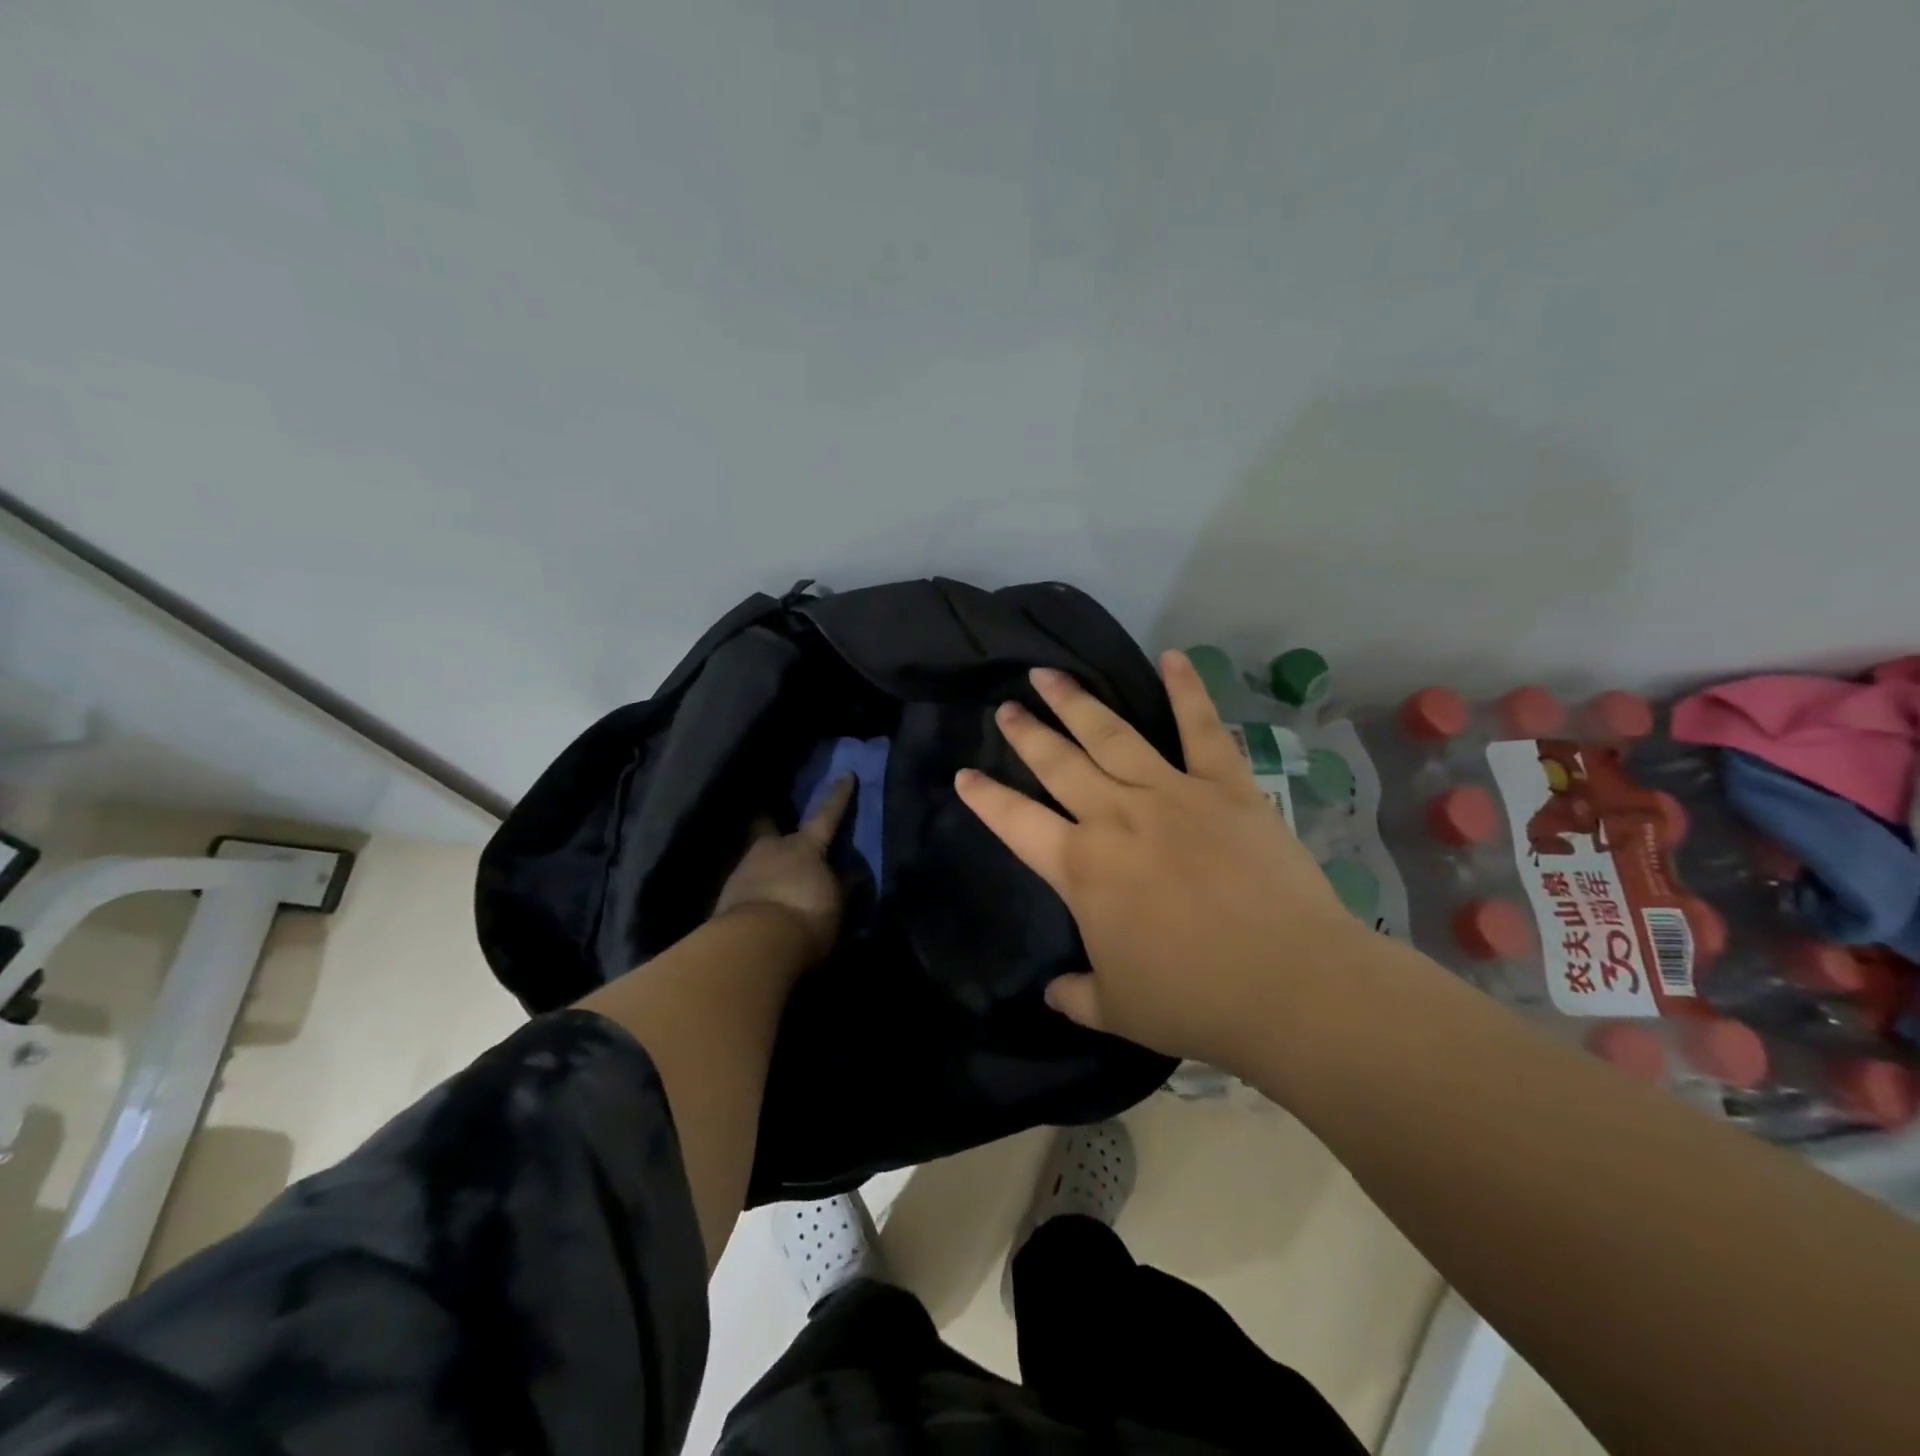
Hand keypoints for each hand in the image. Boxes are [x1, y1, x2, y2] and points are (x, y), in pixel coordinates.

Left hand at [711, 775, 853, 965]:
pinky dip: (754, 893)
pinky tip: (759, 906)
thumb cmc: (806, 915)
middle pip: (769, 829)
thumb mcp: (836, 903)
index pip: (827, 815)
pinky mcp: (724, 897)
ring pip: (755, 860)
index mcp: (805, 846)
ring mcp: (743, 870)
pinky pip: (744, 888)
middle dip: (771, 826)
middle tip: (774, 829)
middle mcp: (771, 849)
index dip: (838, 796)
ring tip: (772, 884)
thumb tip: (846, 873)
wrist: (755, 944)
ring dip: (764, 869)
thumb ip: (840, 885)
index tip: (846, 774)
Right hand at [955, 653, 1365, 1073]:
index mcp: (1082, 868)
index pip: (1016, 823)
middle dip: (1027, 733)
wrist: (1290, 986)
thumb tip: (1052, 992)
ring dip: (1077, 703)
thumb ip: (1076, 995)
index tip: (965, 773)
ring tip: (1050, 674)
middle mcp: (1116, 817)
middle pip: (1059, 763)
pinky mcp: (1226, 787)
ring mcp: (1171, 794)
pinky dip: (1187, 690)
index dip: (986, 798)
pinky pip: (1201, 729)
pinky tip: (1171, 656)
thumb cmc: (1194, 1000)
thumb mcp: (1118, 1009)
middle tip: (1007, 706)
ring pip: (1112, 735)